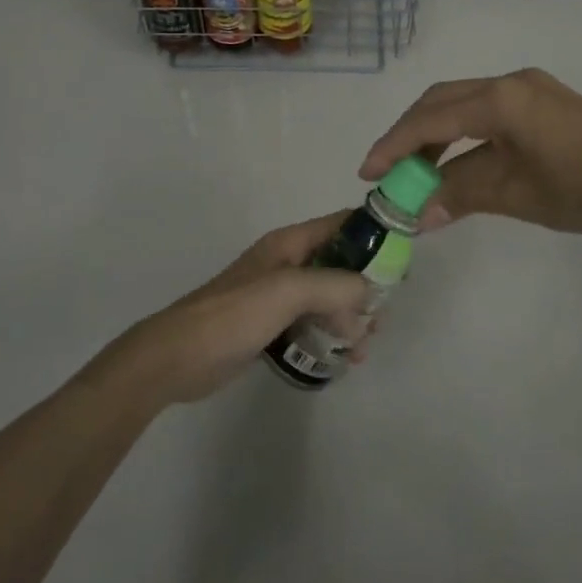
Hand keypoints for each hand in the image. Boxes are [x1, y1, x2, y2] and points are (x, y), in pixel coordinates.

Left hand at [119, 213, 372, 403]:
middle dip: (365, 286)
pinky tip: (343, 359)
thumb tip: (370, 291)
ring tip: (364, 346)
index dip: (374, 234)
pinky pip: (310, 324)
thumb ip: (334, 285)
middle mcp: (286, 264)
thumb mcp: (288, 291)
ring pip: (327, 298)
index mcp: (289, 244)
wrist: (177, 358)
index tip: (404, 256)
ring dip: (350, 317)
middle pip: (339, 264)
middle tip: (383, 316)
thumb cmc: (233, 315)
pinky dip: (330, 336)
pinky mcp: (269, 326)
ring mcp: (276, 296)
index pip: (341, 224)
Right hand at [361, 68, 581, 237]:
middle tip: (387, 170)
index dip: (394, 145)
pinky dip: (463, 133)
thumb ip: (460, 194)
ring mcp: (529, 87)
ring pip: (464, 102)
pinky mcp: (543, 100)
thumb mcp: (514, 193)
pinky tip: (458, 160)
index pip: (430, 119)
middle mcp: (509, 81)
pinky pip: (487, 110)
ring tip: (418, 170)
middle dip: (409, 134)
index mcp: (500, 99)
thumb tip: (417, 214)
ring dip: (436, 133)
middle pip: (441, 100)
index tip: (367, 173)